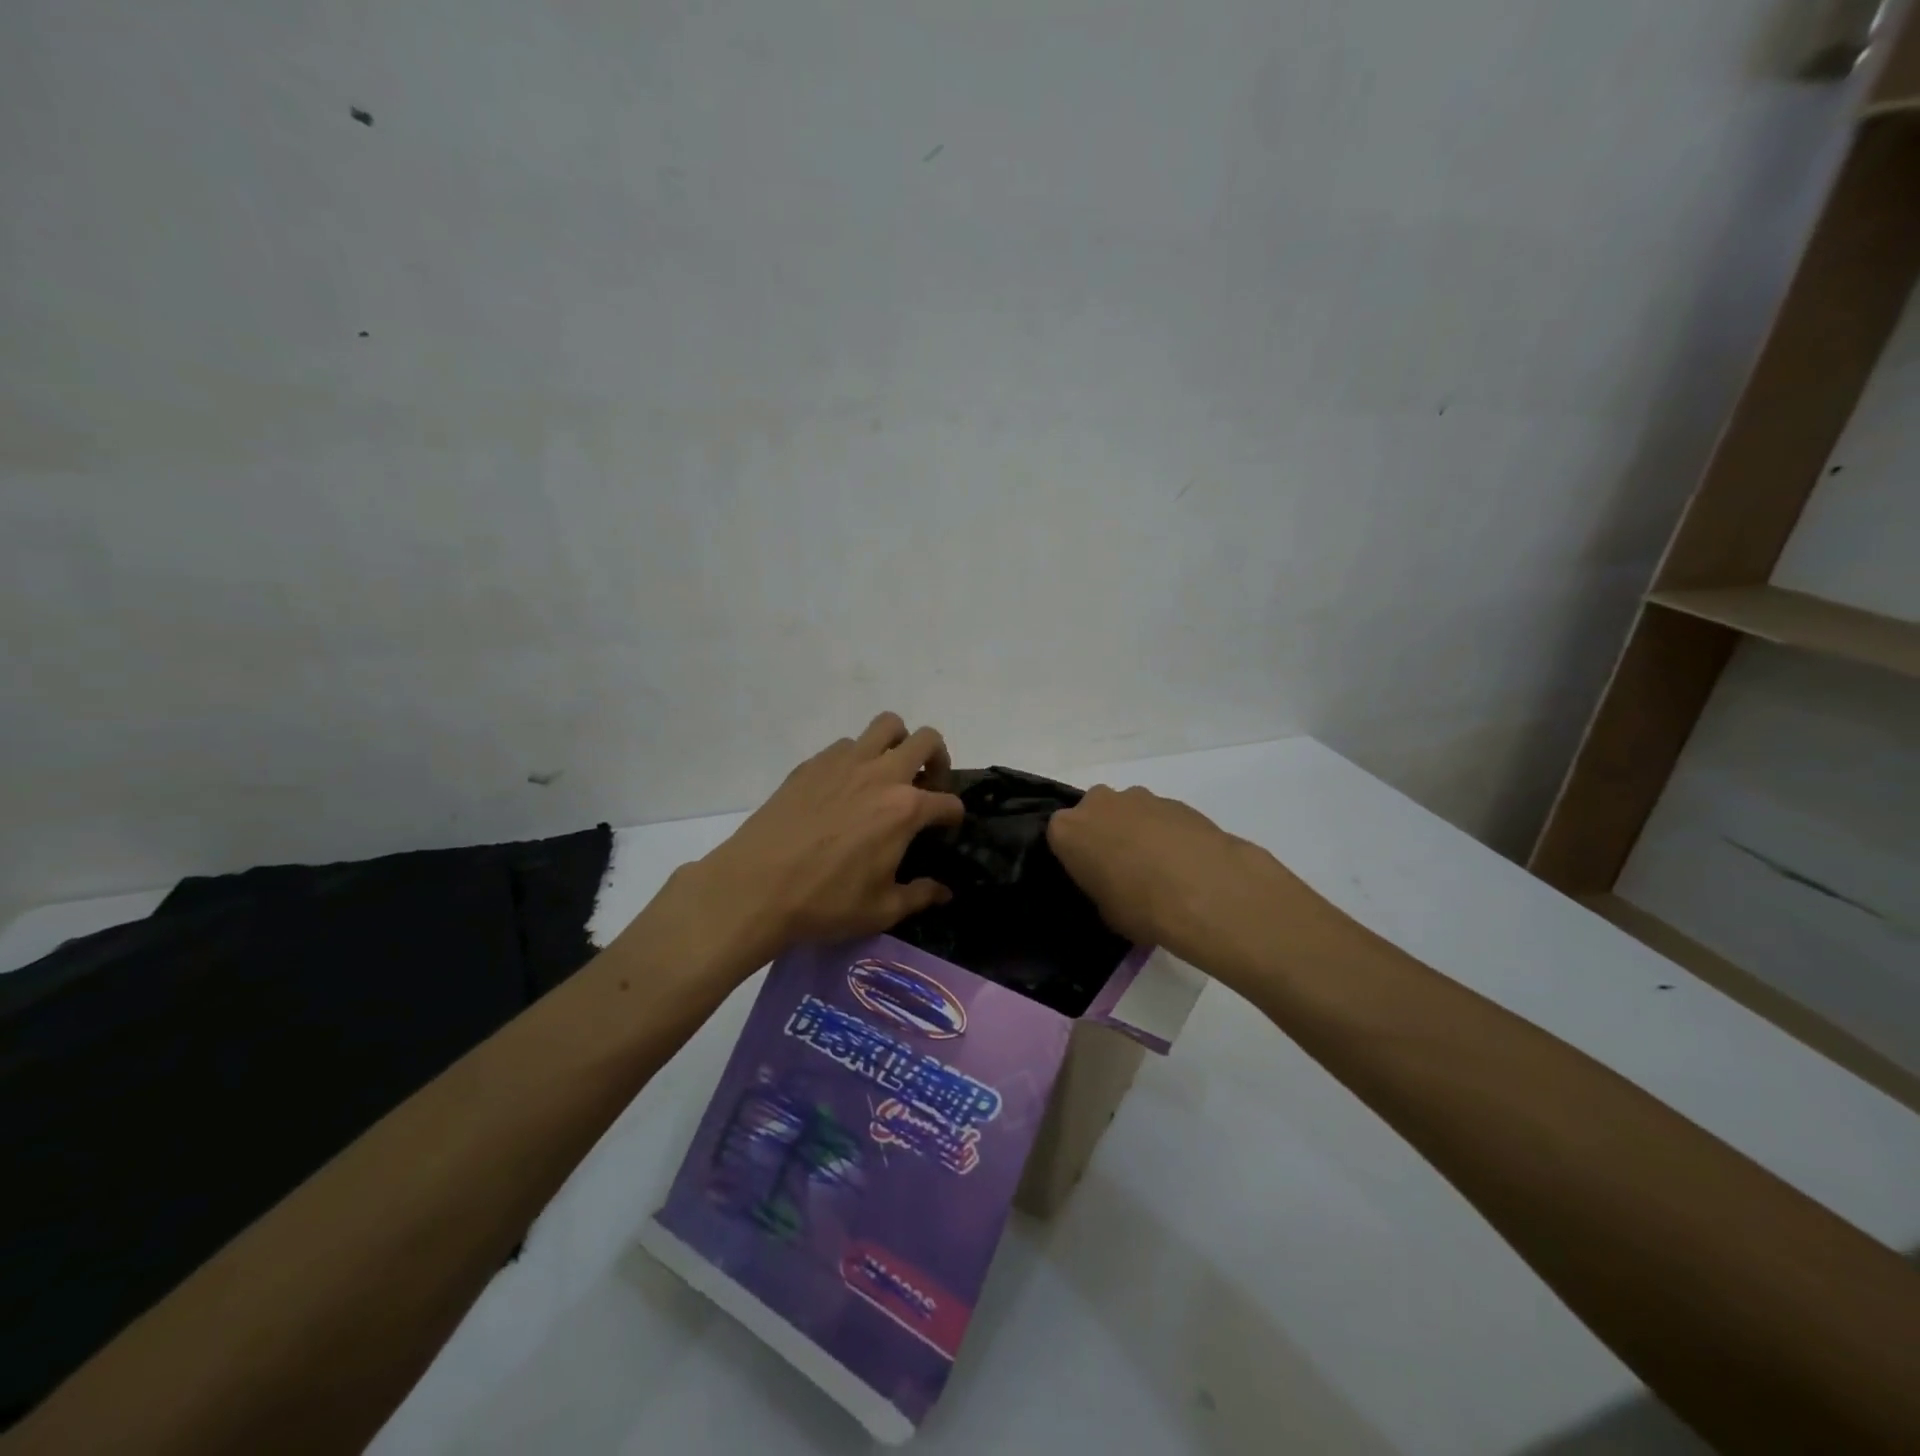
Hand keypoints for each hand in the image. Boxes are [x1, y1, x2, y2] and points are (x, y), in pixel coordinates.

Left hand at [690, 713, 964, 964]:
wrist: (755, 887)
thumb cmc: (825, 902)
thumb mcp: (881, 910)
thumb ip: (920, 895)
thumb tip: (945, 892)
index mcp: (905, 809)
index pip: (948, 802)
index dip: (954, 818)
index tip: (945, 831)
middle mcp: (881, 774)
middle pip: (927, 741)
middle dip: (938, 760)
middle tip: (927, 785)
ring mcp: (844, 763)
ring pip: (886, 726)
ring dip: (898, 744)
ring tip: (888, 774)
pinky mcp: (812, 764)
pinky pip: (847, 744)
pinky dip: (857, 757)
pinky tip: (845, 788)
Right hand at [1047, 783, 1290, 967]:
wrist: (1204, 890)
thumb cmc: (1139, 906)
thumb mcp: (1104, 911)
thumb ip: (1099, 888)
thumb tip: (1112, 887)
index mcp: (1068, 829)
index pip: (1060, 836)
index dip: (1076, 857)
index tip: (1090, 876)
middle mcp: (1099, 803)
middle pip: (1094, 814)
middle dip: (1106, 834)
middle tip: (1122, 870)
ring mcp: (1140, 797)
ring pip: (1129, 812)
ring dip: (1138, 832)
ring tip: (1160, 870)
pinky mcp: (1177, 800)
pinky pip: (1161, 817)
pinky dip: (1168, 834)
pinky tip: (1185, 864)